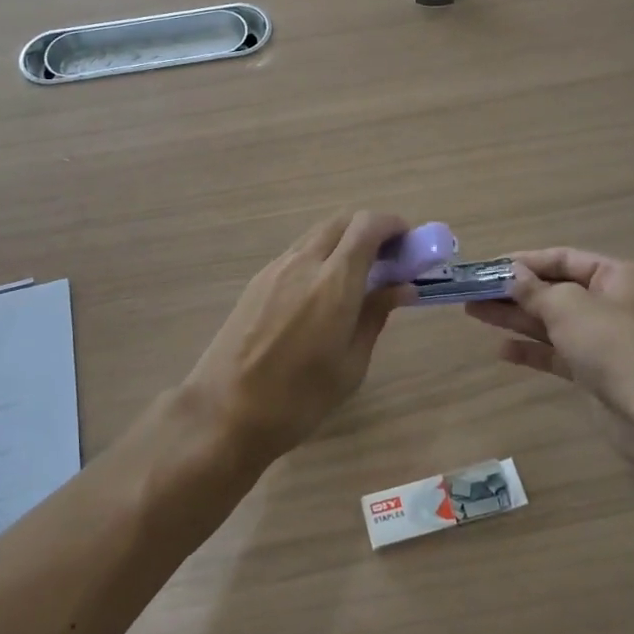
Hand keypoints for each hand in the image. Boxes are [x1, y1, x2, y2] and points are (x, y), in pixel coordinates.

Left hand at [184, 211, 413, 462]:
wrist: (225, 412)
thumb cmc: (298, 399)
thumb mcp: (350, 364)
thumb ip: (375, 316)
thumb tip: (402, 287)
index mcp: (333, 283)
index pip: (367, 227)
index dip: (392, 225)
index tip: (409, 243)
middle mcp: (303, 263)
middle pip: (341, 221)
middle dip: (369, 229)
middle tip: (388, 259)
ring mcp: (275, 269)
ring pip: (317, 234)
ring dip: (343, 241)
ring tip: (359, 276)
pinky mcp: (257, 281)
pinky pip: (297, 253)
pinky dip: (320, 256)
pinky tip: (324, 291)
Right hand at [465, 248, 633, 420]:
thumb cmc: (612, 343)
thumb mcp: (568, 306)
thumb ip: (534, 290)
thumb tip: (512, 275)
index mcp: (617, 276)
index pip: (564, 258)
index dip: (525, 261)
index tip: (488, 268)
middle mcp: (612, 303)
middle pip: (555, 290)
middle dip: (514, 291)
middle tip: (473, 291)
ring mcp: (604, 339)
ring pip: (552, 322)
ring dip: (515, 317)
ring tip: (474, 312)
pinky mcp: (595, 371)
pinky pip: (557, 352)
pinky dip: (531, 349)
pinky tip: (502, 350)